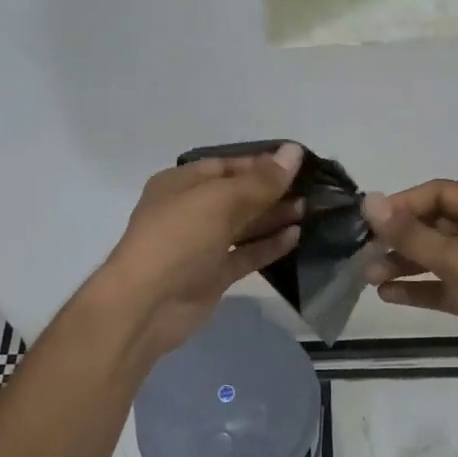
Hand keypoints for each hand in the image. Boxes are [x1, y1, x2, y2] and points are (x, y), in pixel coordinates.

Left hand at [95, 144, 304, 366]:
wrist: (146, 305)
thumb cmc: (178, 238)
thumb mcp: (220, 200)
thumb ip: (261, 180)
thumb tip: (294, 151)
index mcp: (181, 184)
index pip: (226, 166)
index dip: (261, 164)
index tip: (297, 164)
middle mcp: (190, 210)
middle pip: (237, 195)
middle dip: (271, 191)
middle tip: (311, 189)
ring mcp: (201, 245)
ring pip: (243, 225)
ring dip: (273, 217)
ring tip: (309, 210)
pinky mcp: (213, 275)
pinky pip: (245, 254)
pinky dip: (268, 245)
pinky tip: (295, 236)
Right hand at [362, 180, 457, 402]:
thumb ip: (412, 233)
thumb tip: (370, 201)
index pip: (440, 193)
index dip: (403, 204)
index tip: (370, 222)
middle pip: (435, 224)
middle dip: (400, 238)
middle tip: (364, 253)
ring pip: (437, 257)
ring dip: (404, 264)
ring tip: (370, 277)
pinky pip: (443, 285)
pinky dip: (418, 289)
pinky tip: (388, 296)